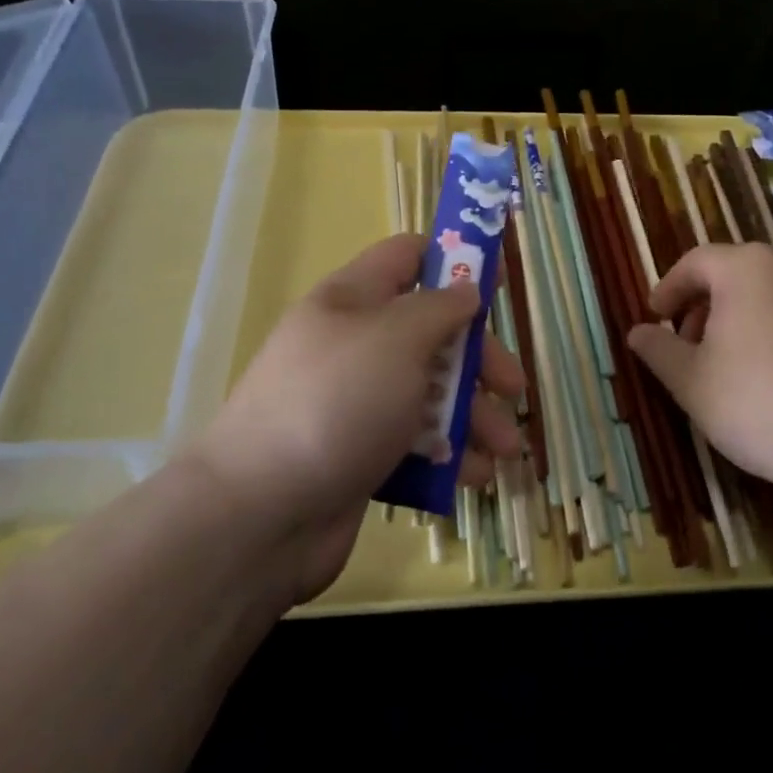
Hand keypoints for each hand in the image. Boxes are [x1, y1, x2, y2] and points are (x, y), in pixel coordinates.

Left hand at [193, 234, 526, 602]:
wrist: (260, 515)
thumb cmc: (336, 404)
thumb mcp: (396, 339)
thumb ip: (439, 308)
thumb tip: (465, 289)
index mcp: (353, 300)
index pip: (407, 257)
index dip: (454, 261)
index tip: (497, 285)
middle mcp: (355, 346)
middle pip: (431, 333)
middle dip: (479, 359)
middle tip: (513, 388)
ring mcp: (356, 403)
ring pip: (430, 393)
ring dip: (475, 416)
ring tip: (506, 450)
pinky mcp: (360, 455)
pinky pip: (415, 443)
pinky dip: (448, 456)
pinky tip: (475, 477)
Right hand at [627, 244, 772, 502]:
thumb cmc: (756, 404)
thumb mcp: (690, 381)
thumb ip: (658, 350)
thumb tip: (636, 332)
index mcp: (746, 268)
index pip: (695, 262)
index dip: (669, 288)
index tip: (655, 318)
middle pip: (737, 274)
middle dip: (706, 305)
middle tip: (690, 345)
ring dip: (746, 319)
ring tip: (735, 365)